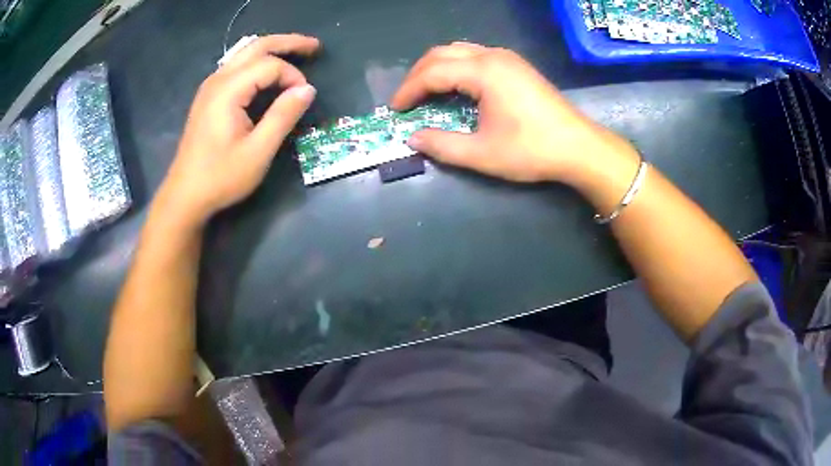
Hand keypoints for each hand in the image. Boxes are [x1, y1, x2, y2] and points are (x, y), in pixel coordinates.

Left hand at [156, 34, 319, 226]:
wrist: (185, 195)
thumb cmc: (220, 177)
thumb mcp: (258, 152)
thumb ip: (283, 116)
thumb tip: (308, 89)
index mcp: (229, 90)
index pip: (270, 65)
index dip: (293, 77)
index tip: (304, 100)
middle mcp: (218, 80)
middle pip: (256, 46)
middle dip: (288, 43)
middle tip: (315, 47)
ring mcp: (210, 87)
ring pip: (245, 53)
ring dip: (272, 49)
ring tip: (296, 53)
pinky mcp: (209, 97)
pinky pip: (236, 66)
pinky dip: (257, 62)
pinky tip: (268, 71)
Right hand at [391, 42, 634, 183]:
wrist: (579, 148)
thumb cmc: (532, 150)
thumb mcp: (482, 154)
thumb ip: (442, 145)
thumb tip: (413, 138)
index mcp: (483, 72)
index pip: (432, 72)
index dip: (409, 90)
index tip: (396, 109)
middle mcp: (493, 56)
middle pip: (442, 54)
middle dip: (418, 75)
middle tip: (407, 99)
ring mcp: (507, 58)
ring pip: (459, 51)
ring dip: (437, 67)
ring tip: (426, 91)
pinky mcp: (516, 66)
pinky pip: (476, 56)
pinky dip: (456, 67)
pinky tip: (456, 87)